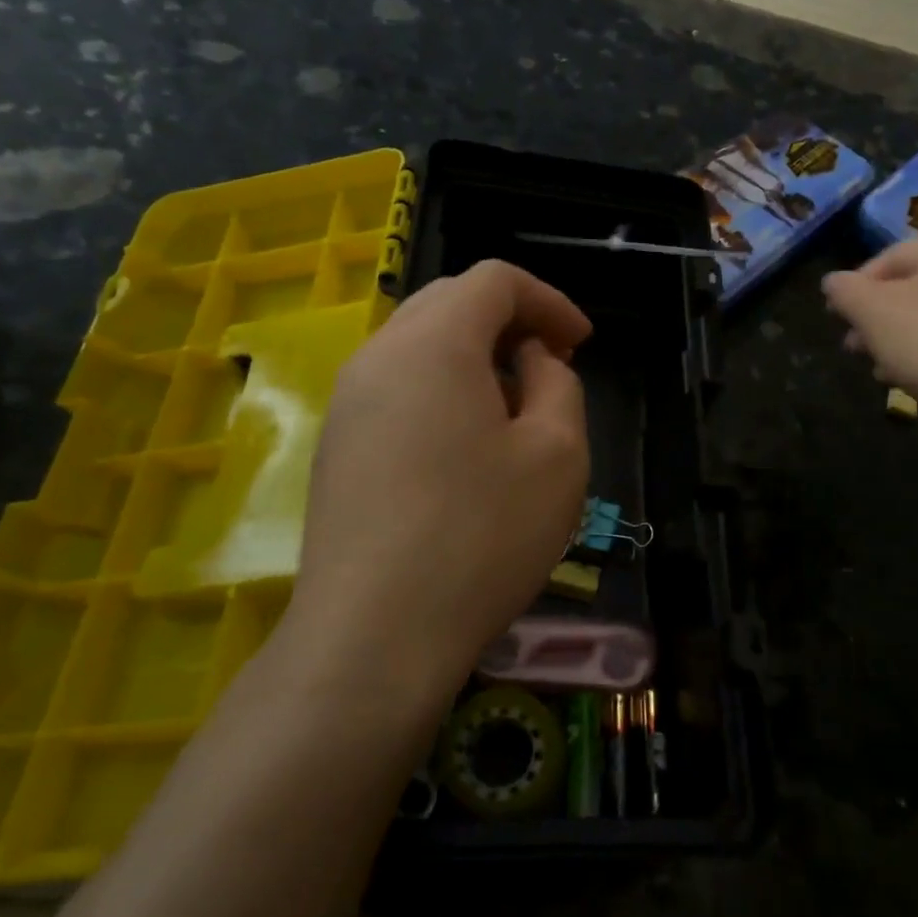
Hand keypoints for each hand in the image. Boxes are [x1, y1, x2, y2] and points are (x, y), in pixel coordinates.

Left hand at [285, 261, 592, 709]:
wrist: (375, 636)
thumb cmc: (482, 536)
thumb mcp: (557, 454)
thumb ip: (557, 385)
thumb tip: (530, 362)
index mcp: (434, 342)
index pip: (493, 280)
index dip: (548, 300)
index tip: (581, 344)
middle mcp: (378, 356)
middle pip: (449, 302)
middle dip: (510, 322)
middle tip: (551, 366)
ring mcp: (346, 403)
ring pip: (419, 347)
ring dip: (475, 358)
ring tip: (514, 409)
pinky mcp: (336, 448)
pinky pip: (397, 389)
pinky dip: (442, 392)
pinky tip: (467, 449)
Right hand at [822, 235, 917, 427]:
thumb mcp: (872, 311)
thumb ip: (844, 291)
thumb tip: (833, 282)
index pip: (888, 257)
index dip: (854, 287)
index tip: (833, 318)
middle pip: (912, 288)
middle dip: (875, 318)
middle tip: (852, 347)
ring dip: (898, 340)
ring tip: (879, 369)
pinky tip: (913, 380)